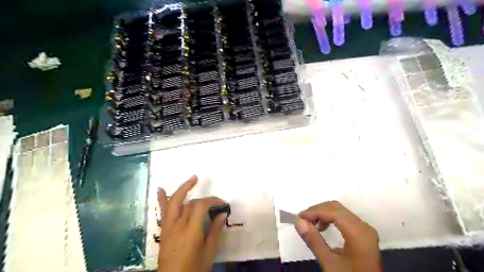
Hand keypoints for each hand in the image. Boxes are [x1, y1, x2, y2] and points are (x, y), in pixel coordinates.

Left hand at [158, 175, 228, 271]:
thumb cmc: (194, 268)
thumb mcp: (209, 252)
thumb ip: (215, 231)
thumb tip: (223, 214)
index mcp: (191, 231)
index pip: (200, 206)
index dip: (212, 200)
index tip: (222, 203)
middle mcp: (178, 225)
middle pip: (189, 203)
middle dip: (202, 197)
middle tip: (212, 196)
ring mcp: (168, 227)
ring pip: (174, 202)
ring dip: (183, 189)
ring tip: (192, 179)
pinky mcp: (164, 230)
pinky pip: (162, 212)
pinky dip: (161, 199)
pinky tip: (160, 189)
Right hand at [295, 199, 381, 271]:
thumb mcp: (329, 263)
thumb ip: (314, 241)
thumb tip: (299, 221)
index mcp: (358, 232)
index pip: (333, 211)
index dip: (314, 211)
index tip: (298, 218)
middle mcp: (363, 226)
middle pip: (336, 208)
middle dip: (317, 211)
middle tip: (302, 220)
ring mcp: (364, 229)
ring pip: (340, 211)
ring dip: (322, 214)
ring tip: (310, 225)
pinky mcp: (363, 234)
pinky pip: (344, 218)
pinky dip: (330, 218)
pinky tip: (322, 228)